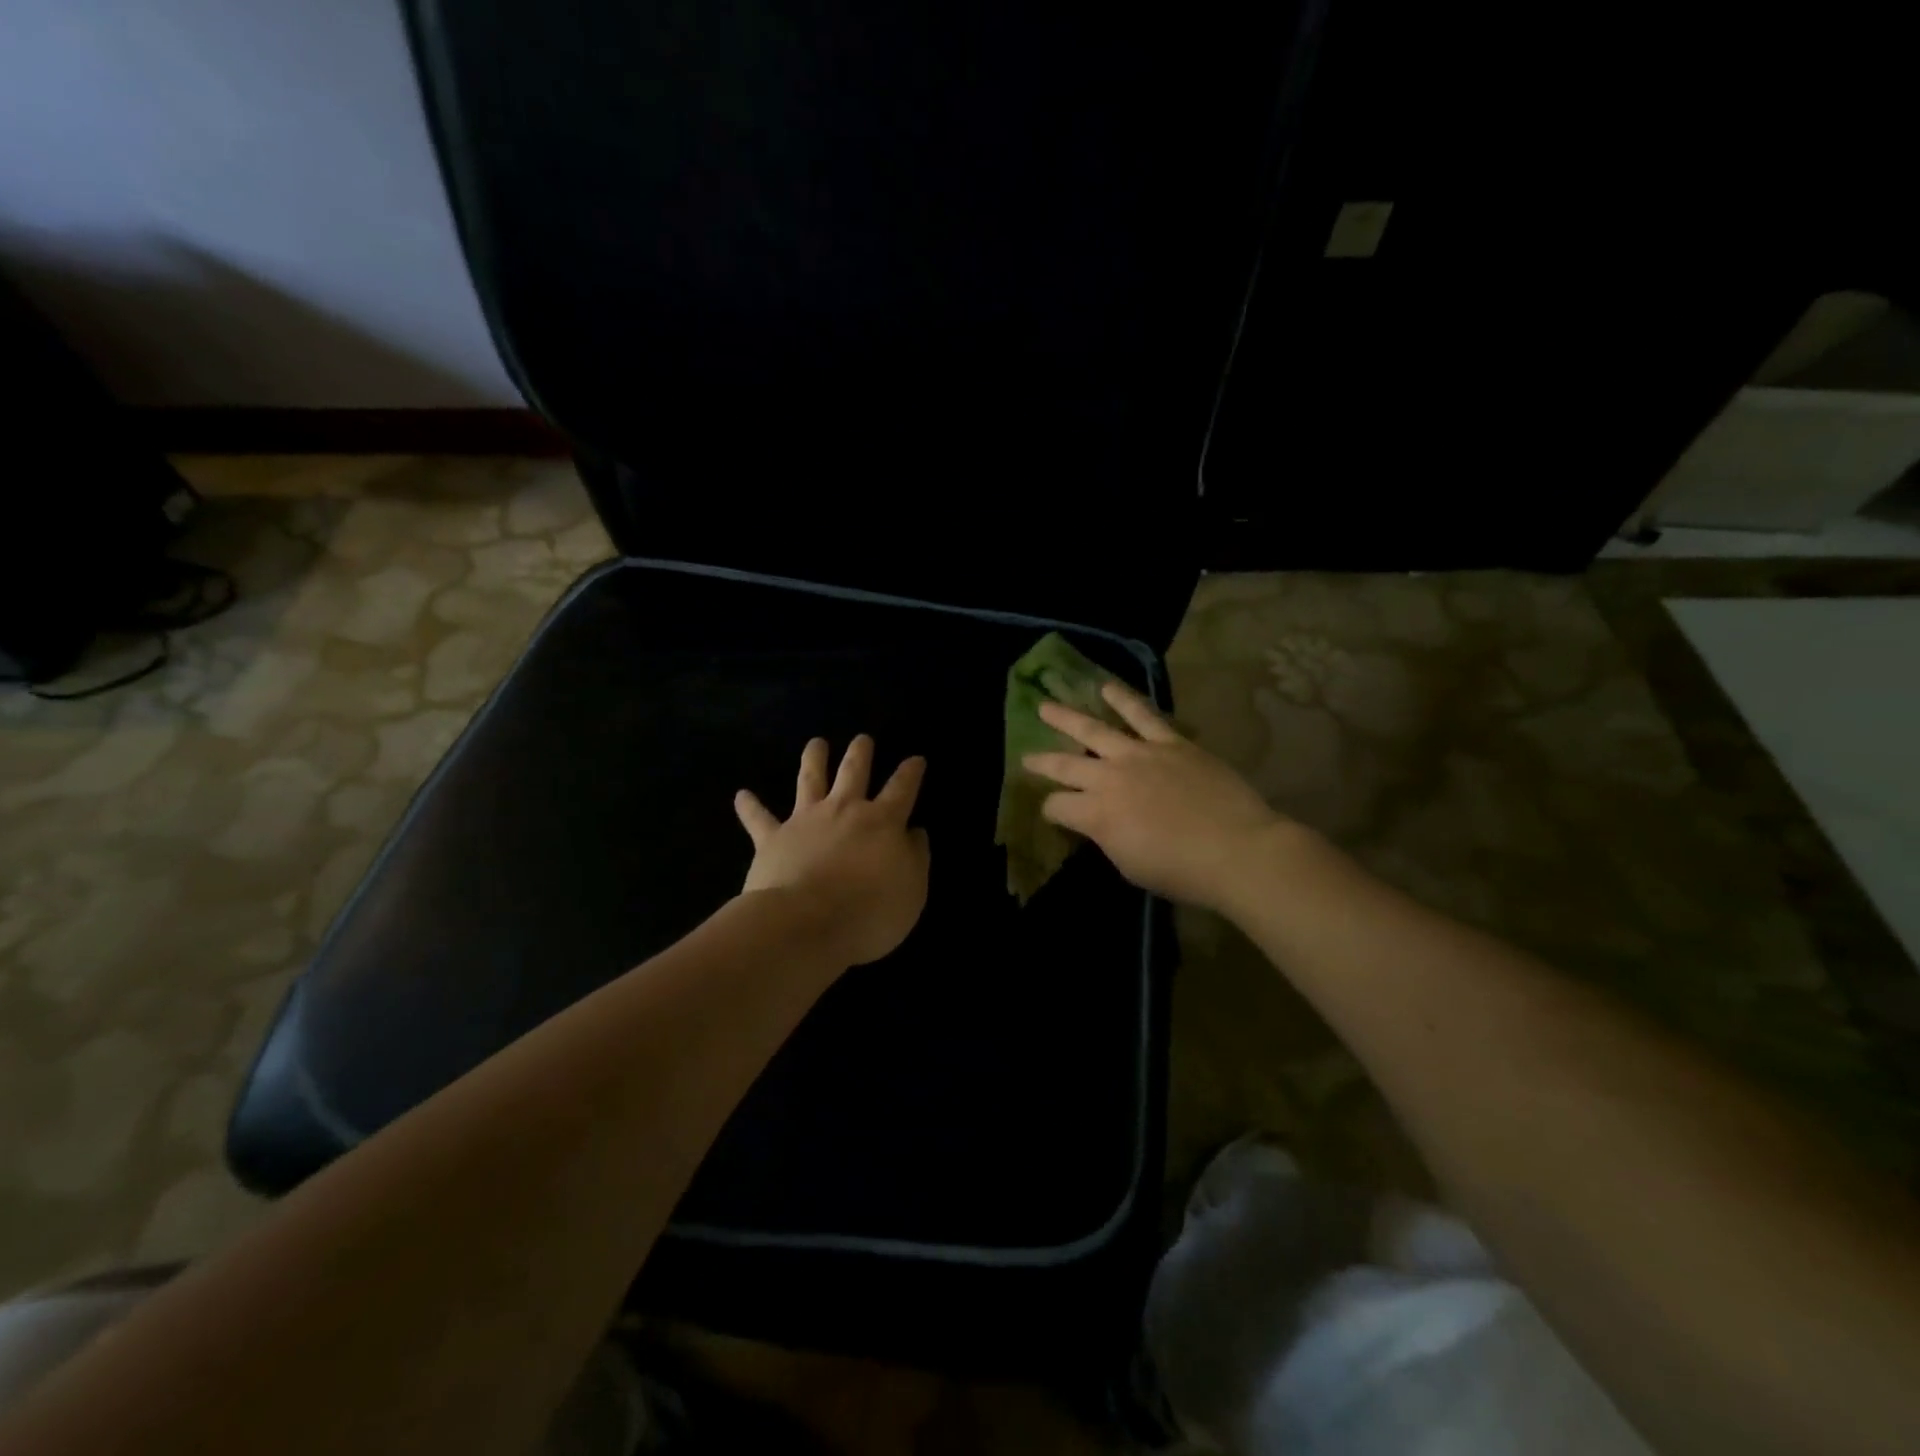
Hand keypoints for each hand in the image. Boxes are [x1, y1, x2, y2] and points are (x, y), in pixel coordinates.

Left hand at [734, 736, 931, 966]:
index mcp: (882, 822)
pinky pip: (759, 819)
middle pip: (854, 771)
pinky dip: (750, 806)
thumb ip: (916, 857)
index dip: (911, 772)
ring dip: (814, 759)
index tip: (916, 759)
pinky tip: (741, 795)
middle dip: (860, 752)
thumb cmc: (868, 912)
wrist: (805, 923)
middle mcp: (844, 810)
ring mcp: (806, 820)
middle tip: (862, 739)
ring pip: (810, 780)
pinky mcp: (772, 838)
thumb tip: (914, 833)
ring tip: (816, 743)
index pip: (902, 788)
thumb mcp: (911, 891)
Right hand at [1023, 682, 1291, 910]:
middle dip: (1042, 761)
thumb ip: (1107, 837)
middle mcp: (1108, 777)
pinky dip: (1123, 699)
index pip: (1057, 806)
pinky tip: (1107, 687)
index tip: (1054, 814)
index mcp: (1095, 814)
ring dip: (1066, 718)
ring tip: (1046, 706)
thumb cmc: (1181, 871)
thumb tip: (1100, 823)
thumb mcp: (1129, 865)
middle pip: (1065, 764)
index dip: (1050, 811)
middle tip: (1026, 757)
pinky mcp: (1170, 743)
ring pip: (1094, 729)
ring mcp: (1139, 754)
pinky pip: (1142, 715)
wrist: (1236, 849)